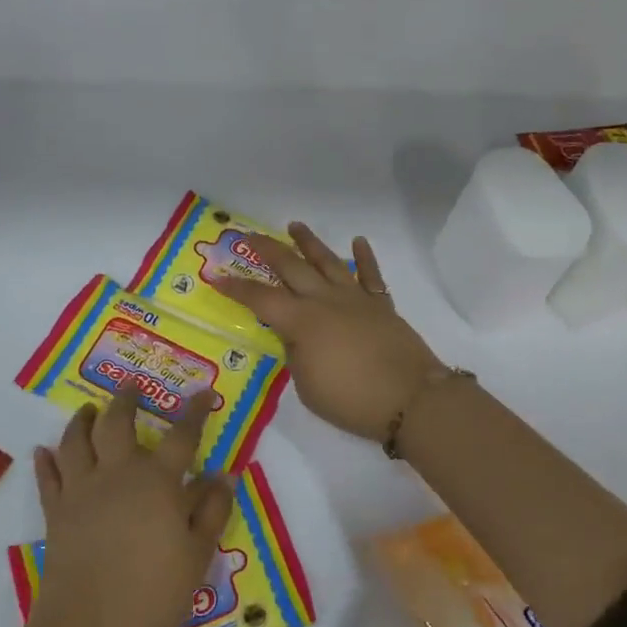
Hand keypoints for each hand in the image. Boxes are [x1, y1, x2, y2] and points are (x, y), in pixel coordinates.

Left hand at [31, 383, 233, 626]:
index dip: (194, 411)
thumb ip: (212, 510)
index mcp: (158, 481)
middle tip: (132, 385)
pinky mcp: (56, 512)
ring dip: (82, 419)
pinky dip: (46, 459)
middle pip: (118, 422)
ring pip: (77, 440)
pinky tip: (44, 450)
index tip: (203, 393)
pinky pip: (48, 476)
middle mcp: (117, 473)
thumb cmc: (154, 594)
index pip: (182, 435)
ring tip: (87, 409)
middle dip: (127, 398)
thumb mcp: (197, 554)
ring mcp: (81, 490)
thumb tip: (222, 475)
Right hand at [213, 223, 443, 443]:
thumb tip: (295, 336)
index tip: (216, 275)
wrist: (410, 399)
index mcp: (302, 321)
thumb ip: (296, 355)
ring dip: (309, 243)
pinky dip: (364, 257)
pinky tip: (358, 242)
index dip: (236, 288)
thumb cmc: (351, 400)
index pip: (260, 299)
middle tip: (249, 235)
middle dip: (268, 250)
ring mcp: (355, 299)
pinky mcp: (381, 305)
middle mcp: (325, 301)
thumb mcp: (307, 386)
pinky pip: (370, 275)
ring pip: (328, 262)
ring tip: (295, 226)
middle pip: (291, 268)